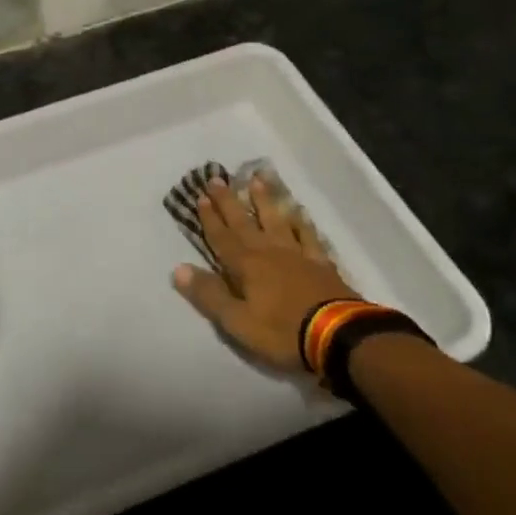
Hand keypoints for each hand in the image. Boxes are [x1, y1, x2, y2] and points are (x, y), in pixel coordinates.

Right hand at [171, 173, 358, 373]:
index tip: (201, 196)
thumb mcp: (238, 321)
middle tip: (218, 179)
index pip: (222, 238)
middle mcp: (268, 252)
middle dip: (229, 201)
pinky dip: (302, 223)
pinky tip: (299, 213)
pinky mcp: (321, 264)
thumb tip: (178, 269)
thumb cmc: (283, 331)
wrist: (338, 336)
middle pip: (245, 223)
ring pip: (276, 221)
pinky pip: (308, 236)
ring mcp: (297, 255)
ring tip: (256, 180)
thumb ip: (209, 294)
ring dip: (264, 201)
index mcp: (246, 266)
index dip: (210, 218)